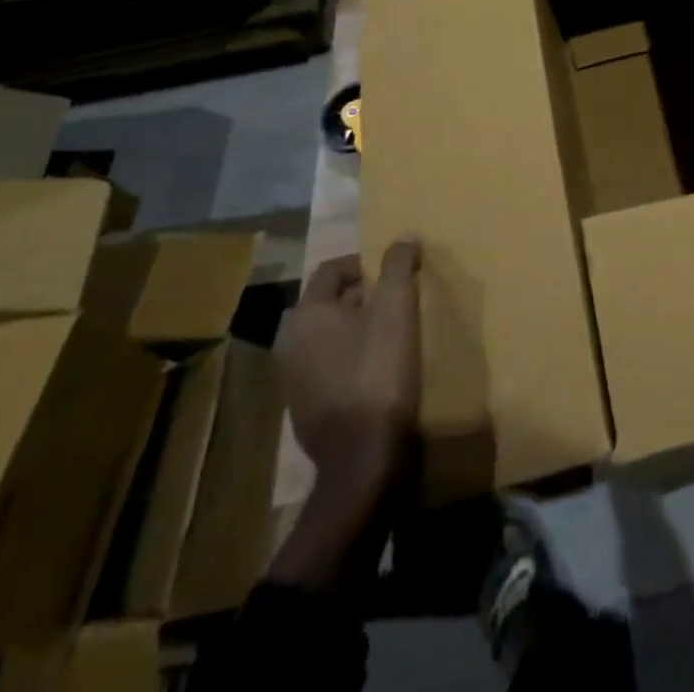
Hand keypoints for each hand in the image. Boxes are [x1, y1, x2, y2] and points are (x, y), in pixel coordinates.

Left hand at [278, 237, 423, 478]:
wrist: (364, 459)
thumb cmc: (379, 373)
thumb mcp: (397, 310)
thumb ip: (398, 267)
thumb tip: (402, 236)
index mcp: (308, 315)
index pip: (332, 270)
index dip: (363, 263)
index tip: (392, 270)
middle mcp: (291, 343)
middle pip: (327, 303)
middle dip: (360, 295)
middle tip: (394, 298)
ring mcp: (293, 381)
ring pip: (326, 338)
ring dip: (353, 328)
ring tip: (389, 331)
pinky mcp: (305, 410)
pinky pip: (327, 368)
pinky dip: (348, 358)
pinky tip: (376, 368)